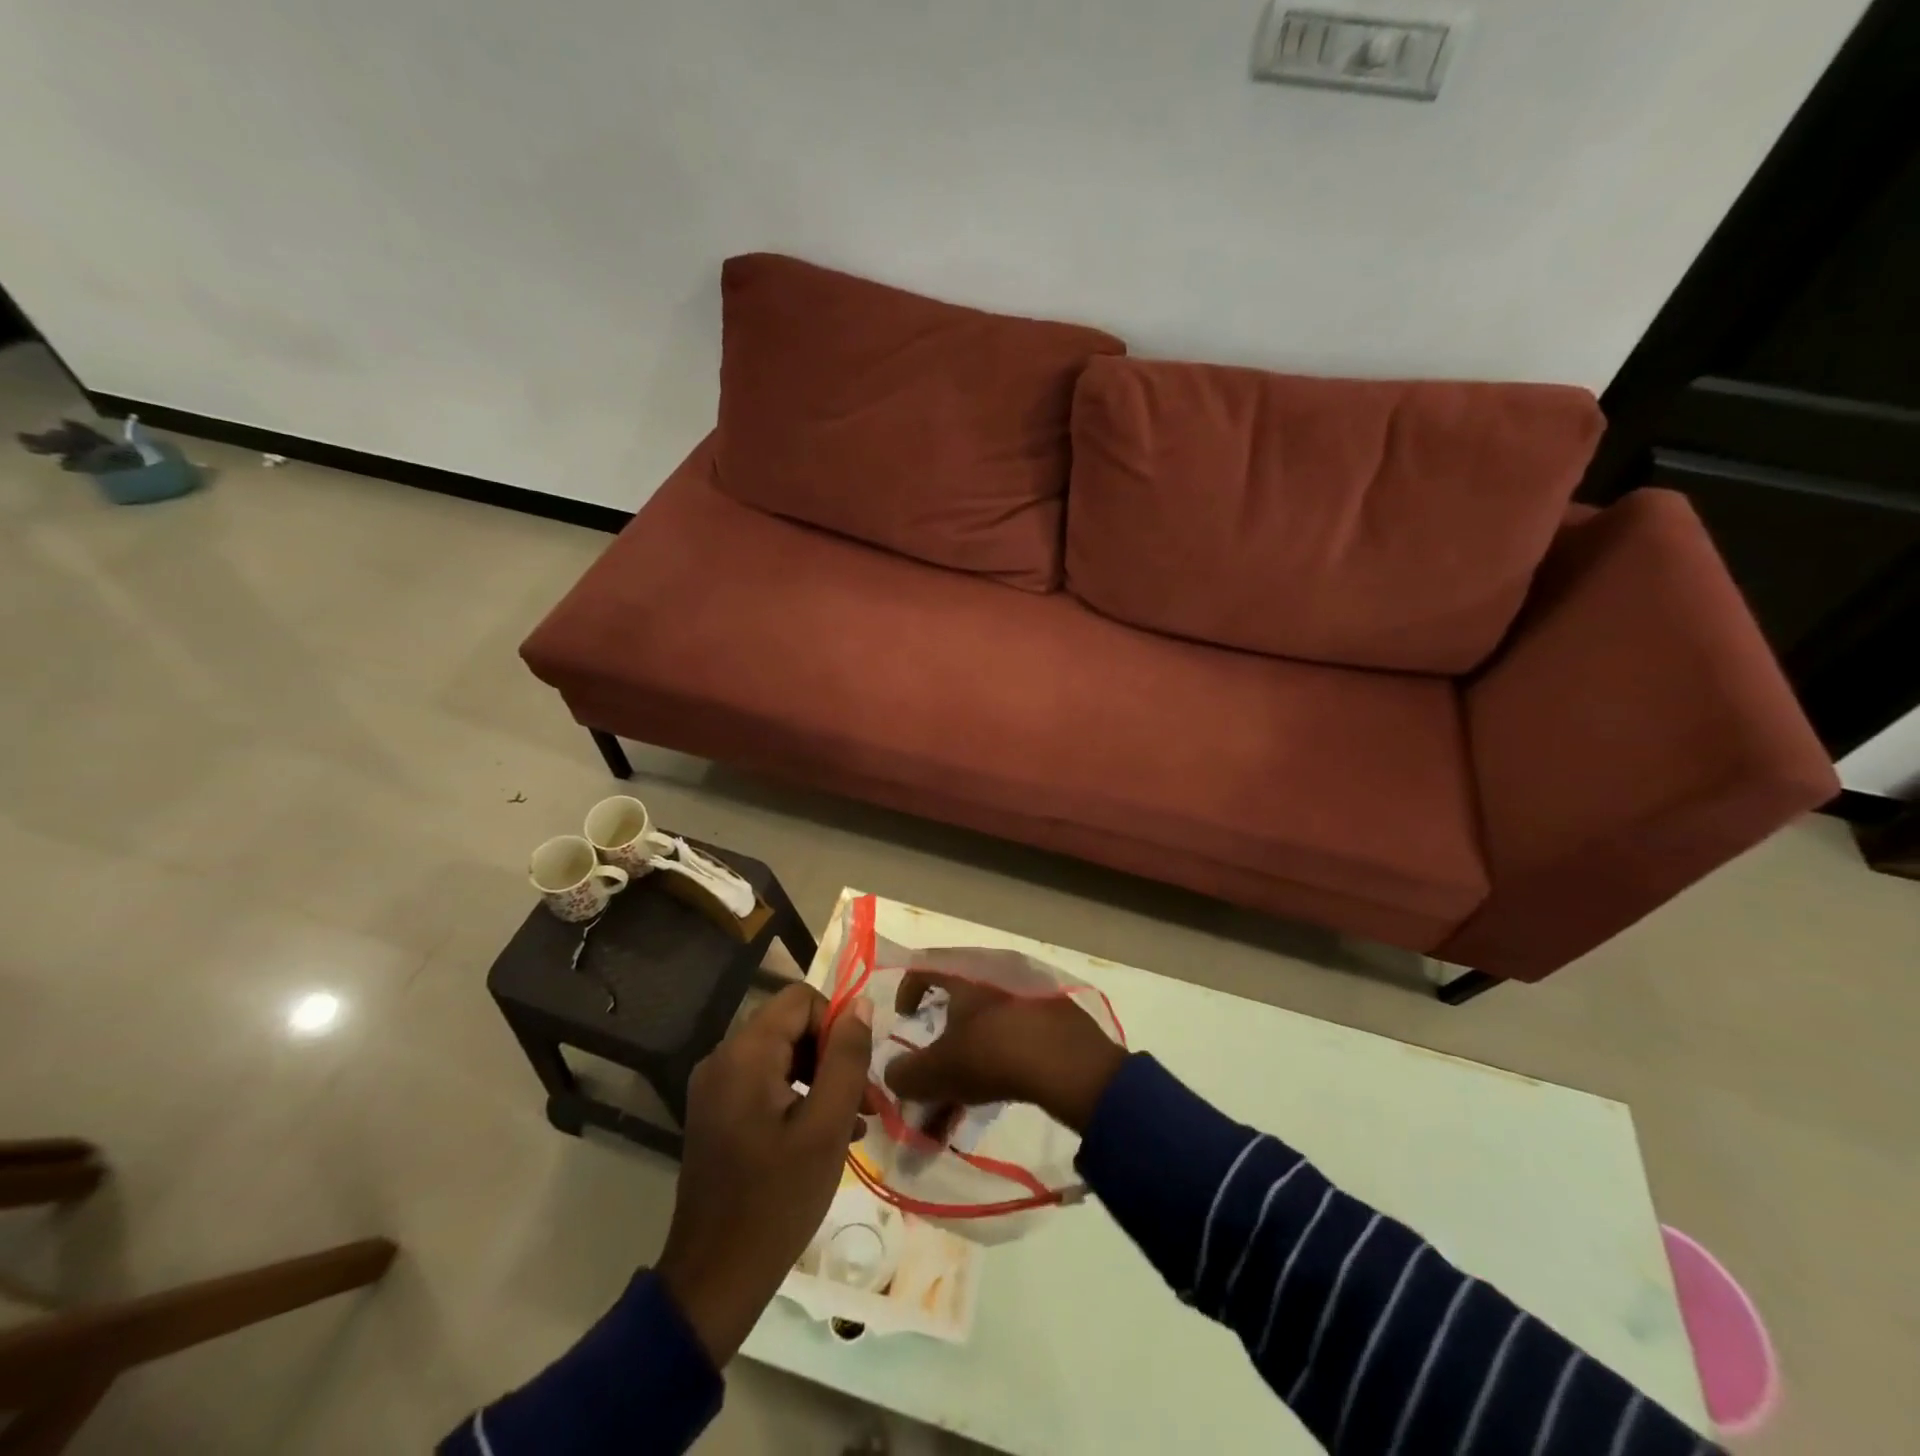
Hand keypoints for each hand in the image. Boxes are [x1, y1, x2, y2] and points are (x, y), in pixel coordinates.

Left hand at [656, 982, 872, 1364]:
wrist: (714, 1280)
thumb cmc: (777, 1201)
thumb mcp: (827, 1126)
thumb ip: (847, 1058)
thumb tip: (860, 1005)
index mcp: (744, 1054)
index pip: (800, 1000)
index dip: (836, 1024)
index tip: (858, 1070)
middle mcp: (723, 1059)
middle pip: (791, 1026)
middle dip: (832, 1056)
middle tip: (865, 1102)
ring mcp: (715, 1088)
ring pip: (781, 1056)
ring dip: (821, 1080)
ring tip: (854, 1123)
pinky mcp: (716, 1114)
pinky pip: (765, 1083)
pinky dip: (798, 1098)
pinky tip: (826, 1137)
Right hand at [882, 972, 1127, 1134]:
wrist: (1071, 1065)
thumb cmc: (993, 1055)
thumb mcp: (938, 1072)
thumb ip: (906, 1074)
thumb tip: (892, 1075)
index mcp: (964, 972)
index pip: (925, 965)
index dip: (907, 990)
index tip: (904, 1019)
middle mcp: (995, 970)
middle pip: (957, 997)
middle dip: (940, 1037)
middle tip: (934, 1067)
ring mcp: (1028, 989)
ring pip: (986, 1020)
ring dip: (967, 1055)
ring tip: (961, 1096)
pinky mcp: (1054, 1012)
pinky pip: (1013, 1030)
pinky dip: (998, 1056)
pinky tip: (998, 1088)